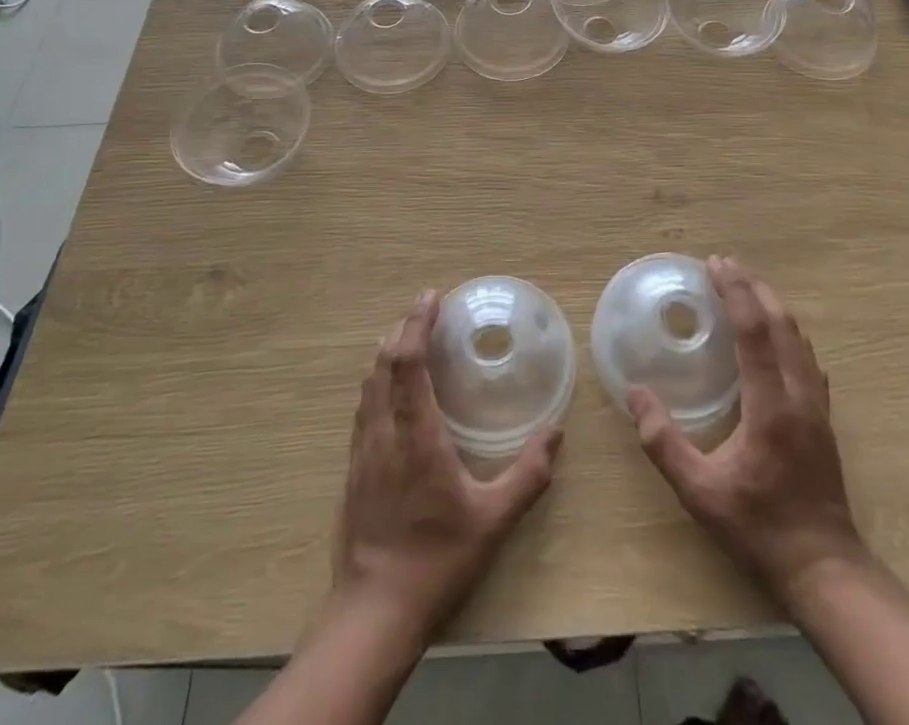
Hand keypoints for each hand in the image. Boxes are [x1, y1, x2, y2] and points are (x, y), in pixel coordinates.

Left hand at [333, 291, 562, 637]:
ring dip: (387, 352)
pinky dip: (378, 380)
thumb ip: (527, 476)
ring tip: (410, 336)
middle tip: (426, 307)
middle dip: (404, 328)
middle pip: (383, 363)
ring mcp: (362, 450)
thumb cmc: (437, 560)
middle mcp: (383, 432)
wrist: (374, 611)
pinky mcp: (353, 468)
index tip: (432, 297)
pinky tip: (391, 389)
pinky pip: (363, 407)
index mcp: (416, 435)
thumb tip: (555, 433)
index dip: (417, 324)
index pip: (407, 363)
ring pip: (368, 383)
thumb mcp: (493, 521)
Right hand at [628, 256, 868, 606]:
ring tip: (746, 287)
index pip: (755, 331)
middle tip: (724, 265)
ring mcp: (818, 406)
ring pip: (799, 338)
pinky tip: (775, 335)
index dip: (735, 292)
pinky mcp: (823, 418)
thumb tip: (636, 394)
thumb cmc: (759, 530)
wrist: (824, 570)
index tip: (714, 264)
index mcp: (772, 406)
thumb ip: (664, 442)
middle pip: (782, 323)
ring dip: (772, 305)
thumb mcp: (700, 493)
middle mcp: (800, 395)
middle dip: (753, 287)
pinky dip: (787, 331)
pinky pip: (807, 357)